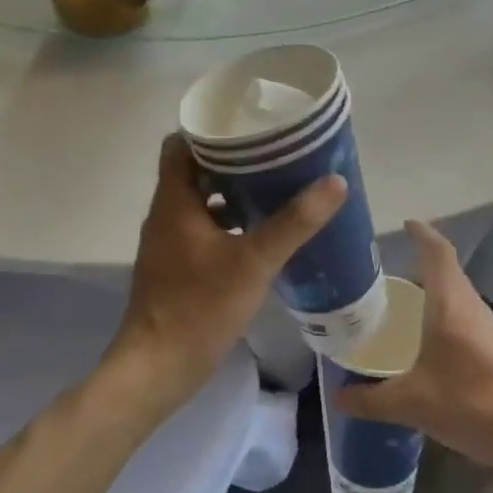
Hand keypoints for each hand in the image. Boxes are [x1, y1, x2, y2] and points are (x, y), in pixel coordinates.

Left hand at [109, 134, 345, 415]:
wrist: (157, 368)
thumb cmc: (198, 306)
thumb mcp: (253, 261)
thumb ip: (293, 222)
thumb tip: (334, 182)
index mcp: (174, 200)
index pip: (180, 143)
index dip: (211, 129)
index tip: (248, 123)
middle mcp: (167, 214)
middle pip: (195, 170)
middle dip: (233, 159)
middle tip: (275, 152)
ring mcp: (170, 242)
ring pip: (202, 202)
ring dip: (233, 192)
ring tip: (276, 185)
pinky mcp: (178, 267)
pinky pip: (205, 229)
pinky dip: (230, 223)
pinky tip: (263, 232)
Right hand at [336, 220, 492, 486]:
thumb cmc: (474, 404)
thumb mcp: (413, 404)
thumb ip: (371, 401)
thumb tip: (338, 398)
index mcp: (451, 304)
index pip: (438, 252)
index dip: (422, 233)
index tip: (406, 223)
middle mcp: (474, 310)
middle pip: (447, 276)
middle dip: (419, 272)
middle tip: (385, 282)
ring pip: (458, 304)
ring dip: (433, 302)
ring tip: (401, 317)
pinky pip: (467, 328)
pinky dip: (446, 328)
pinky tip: (430, 356)